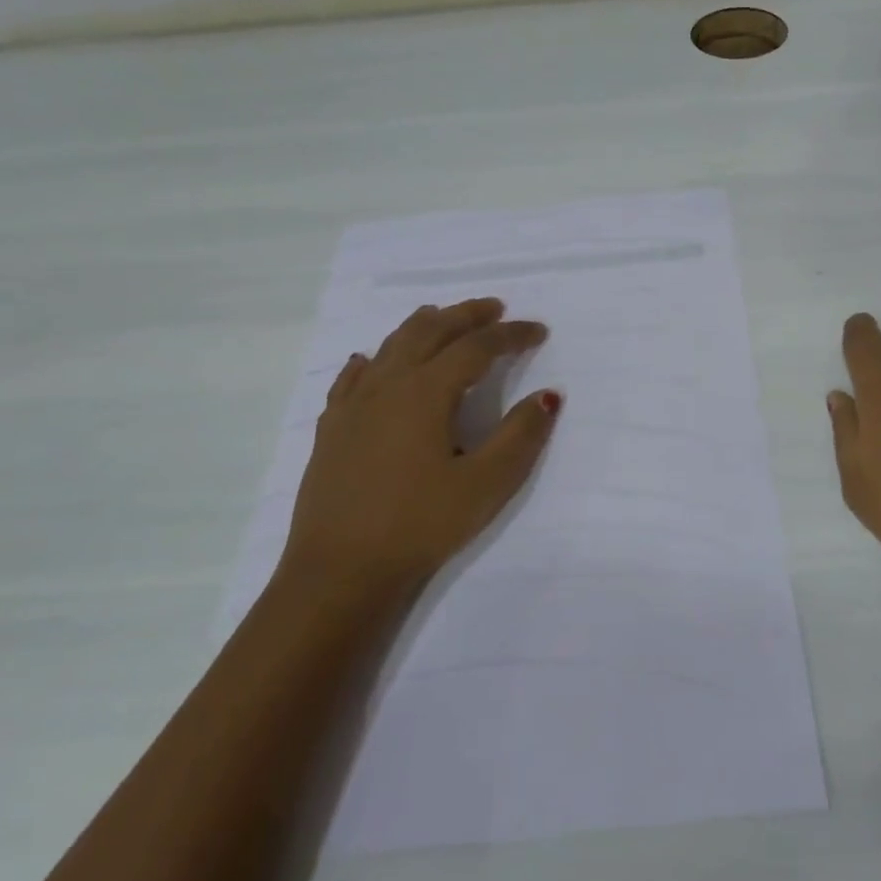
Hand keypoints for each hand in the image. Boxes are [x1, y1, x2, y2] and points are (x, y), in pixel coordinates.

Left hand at [278, 298, 560, 605]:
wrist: (339, 571)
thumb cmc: (420, 525)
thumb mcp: (486, 484)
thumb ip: (521, 434)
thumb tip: (548, 394)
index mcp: (426, 392)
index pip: (476, 347)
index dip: (511, 335)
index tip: (539, 331)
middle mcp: (387, 385)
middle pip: (430, 331)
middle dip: (467, 316)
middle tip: (496, 309)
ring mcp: (353, 405)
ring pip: (390, 346)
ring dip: (423, 326)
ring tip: (444, 318)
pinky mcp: (332, 429)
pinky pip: (353, 377)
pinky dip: (374, 359)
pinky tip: (372, 361)